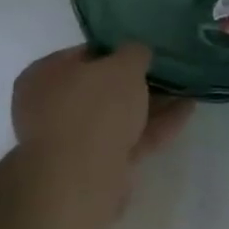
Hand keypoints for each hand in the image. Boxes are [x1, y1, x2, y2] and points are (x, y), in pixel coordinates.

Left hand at [11, 45, 192, 215]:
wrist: (81, 178)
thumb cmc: (94, 107)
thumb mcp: (124, 65)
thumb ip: (135, 52)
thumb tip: (137, 53)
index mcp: (43, 76)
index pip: (84, 54)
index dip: (117, 50)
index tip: (145, 51)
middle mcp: (49, 107)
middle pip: (101, 89)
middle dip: (137, 82)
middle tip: (168, 71)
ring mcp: (71, 140)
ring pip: (116, 116)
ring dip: (150, 104)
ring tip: (186, 90)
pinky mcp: (93, 166)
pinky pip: (128, 138)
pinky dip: (154, 126)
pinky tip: (185, 112)